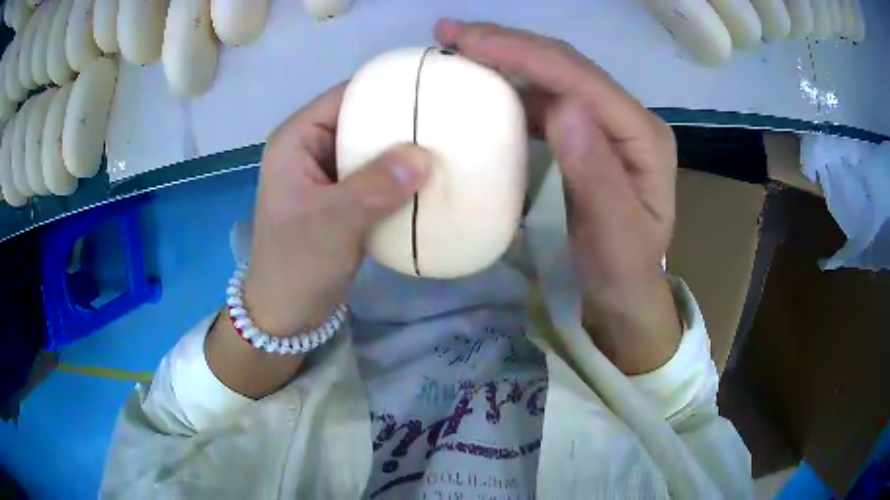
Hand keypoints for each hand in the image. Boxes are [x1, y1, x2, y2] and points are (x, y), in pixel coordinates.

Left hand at [244, 84, 430, 336]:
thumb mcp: (331, 224)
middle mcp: (311, 148)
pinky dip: (399, 177)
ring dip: (403, 151)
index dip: (386, 89)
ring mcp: (327, 174)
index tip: (432, 90)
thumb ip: (374, 188)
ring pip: (371, 148)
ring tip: (446, 147)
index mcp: (296, 139)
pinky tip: (428, 181)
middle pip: (361, 119)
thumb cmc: (295, 265)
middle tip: (448, 122)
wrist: (286, 315)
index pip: (345, 96)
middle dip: (401, 121)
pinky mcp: (342, 198)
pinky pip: (375, 175)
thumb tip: (424, 156)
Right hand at [436, 21, 680, 373]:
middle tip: (451, 32)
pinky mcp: (587, 132)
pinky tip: (485, 80)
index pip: (582, 79)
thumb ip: (595, 171)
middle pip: (567, 66)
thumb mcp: (613, 232)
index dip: (525, 54)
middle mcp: (628, 117)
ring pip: (554, 75)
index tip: (468, 41)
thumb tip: (563, 107)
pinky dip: (512, 84)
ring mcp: (607, 122)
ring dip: (507, 56)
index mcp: (643, 134)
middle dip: (509, 43)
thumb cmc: (621, 267)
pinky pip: (547, 97)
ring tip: (460, 46)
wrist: (625, 288)